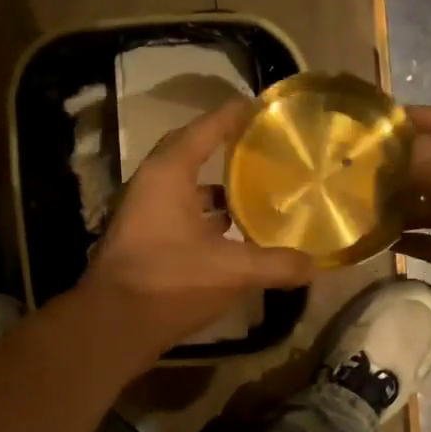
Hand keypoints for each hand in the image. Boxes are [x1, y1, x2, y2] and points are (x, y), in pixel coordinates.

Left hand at [80, 101, 315, 359]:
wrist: (113, 325)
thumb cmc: (170, 281)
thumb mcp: (232, 271)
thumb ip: (276, 265)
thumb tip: (316, 266)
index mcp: (168, 174)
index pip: (204, 130)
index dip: (233, 116)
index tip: (260, 106)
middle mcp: (151, 186)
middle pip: (191, 156)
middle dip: (225, 151)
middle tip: (260, 149)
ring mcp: (143, 215)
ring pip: (185, 192)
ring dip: (216, 193)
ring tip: (254, 196)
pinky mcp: (144, 243)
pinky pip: (180, 218)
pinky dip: (205, 221)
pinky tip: (231, 237)